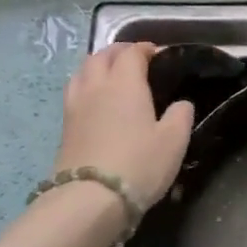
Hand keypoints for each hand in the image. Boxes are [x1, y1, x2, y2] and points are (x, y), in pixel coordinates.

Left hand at [53, 44, 193, 205]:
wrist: (92, 197)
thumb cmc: (140, 164)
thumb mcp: (175, 140)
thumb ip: (181, 115)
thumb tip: (181, 104)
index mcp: (125, 83)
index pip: (132, 53)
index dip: (145, 49)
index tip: (159, 54)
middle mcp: (96, 86)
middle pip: (102, 56)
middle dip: (119, 52)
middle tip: (135, 59)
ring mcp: (76, 105)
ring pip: (82, 71)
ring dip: (98, 65)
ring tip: (111, 74)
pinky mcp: (65, 125)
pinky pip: (75, 91)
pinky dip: (87, 85)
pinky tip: (96, 99)